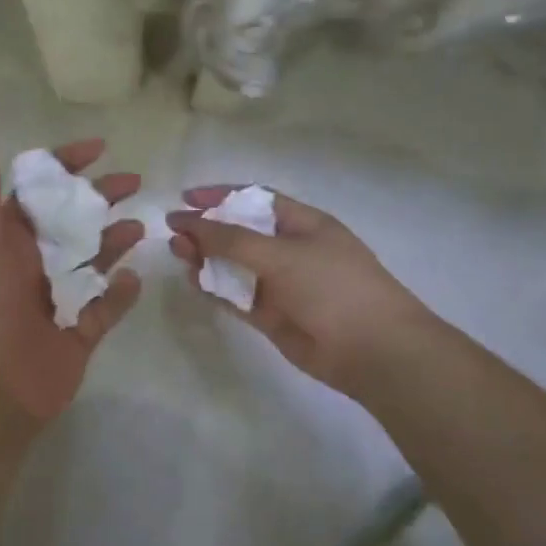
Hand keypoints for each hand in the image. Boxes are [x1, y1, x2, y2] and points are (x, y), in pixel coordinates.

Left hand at [0, 138, 143, 439]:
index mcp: (7, 240)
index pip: (40, 192)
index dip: (66, 166)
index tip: (100, 148)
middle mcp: (32, 265)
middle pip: (73, 221)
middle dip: (101, 199)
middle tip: (134, 182)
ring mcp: (57, 300)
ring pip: (93, 261)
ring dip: (115, 241)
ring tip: (140, 227)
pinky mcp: (78, 334)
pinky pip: (106, 307)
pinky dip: (121, 294)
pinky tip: (134, 279)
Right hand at [167, 187, 435, 398]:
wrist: (371, 349)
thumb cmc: (331, 286)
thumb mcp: (280, 254)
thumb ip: (230, 239)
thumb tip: (187, 222)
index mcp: (302, 223)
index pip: (254, 200)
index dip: (220, 196)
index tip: (186, 197)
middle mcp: (290, 249)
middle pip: (240, 232)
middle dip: (207, 229)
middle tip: (174, 233)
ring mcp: (280, 284)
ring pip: (234, 265)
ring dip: (206, 258)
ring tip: (178, 254)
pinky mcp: (271, 316)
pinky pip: (236, 296)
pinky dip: (214, 287)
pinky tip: (193, 280)